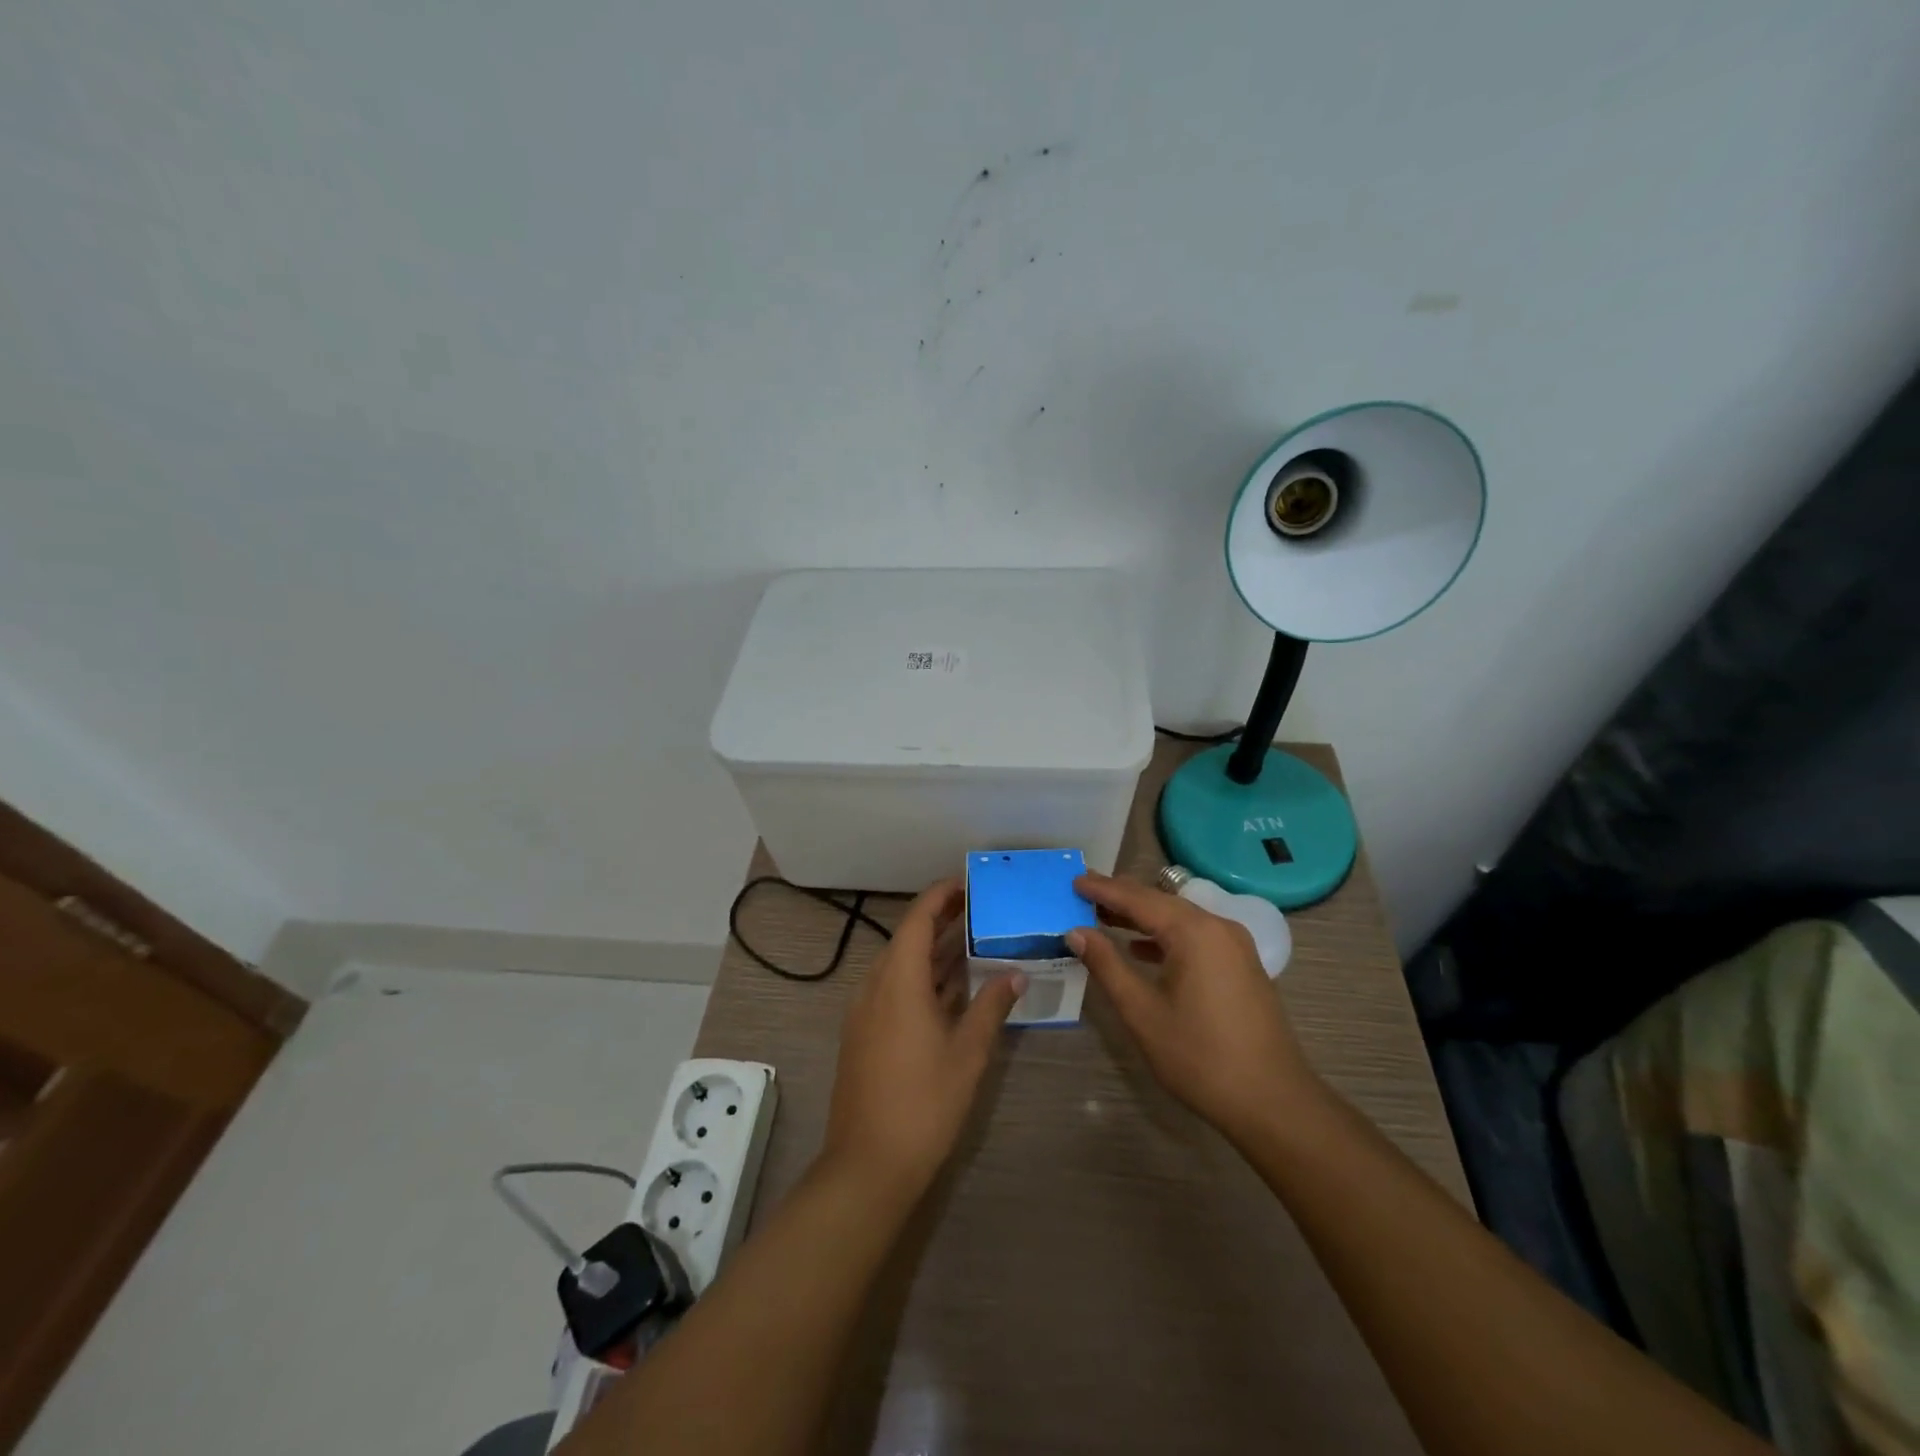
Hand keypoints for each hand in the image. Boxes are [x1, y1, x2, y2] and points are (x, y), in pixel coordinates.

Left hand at [820, 878, 1024, 1200]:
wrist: (868, 1165)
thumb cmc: (924, 1102)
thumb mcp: (968, 1052)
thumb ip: (992, 1006)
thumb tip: (1016, 973)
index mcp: (898, 980)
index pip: (918, 919)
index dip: (941, 896)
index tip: (969, 883)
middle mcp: (876, 986)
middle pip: (908, 939)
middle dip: (942, 921)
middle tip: (981, 909)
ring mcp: (866, 1012)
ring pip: (902, 966)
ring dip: (934, 952)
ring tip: (974, 940)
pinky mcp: (865, 1034)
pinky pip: (895, 989)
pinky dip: (923, 979)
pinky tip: (952, 989)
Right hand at [1068, 871, 1323, 1144]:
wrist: (1273, 1101)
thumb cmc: (1200, 1056)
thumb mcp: (1142, 1012)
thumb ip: (1107, 965)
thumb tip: (1076, 932)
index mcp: (1194, 932)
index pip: (1138, 898)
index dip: (1103, 889)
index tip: (1073, 880)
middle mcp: (1218, 927)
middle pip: (1161, 902)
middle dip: (1121, 897)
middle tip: (1083, 893)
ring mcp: (1235, 946)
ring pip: (1179, 918)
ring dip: (1142, 917)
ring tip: (1104, 918)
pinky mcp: (1242, 965)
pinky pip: (1196, 936)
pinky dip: (1165, 936)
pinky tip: (1142, 950)